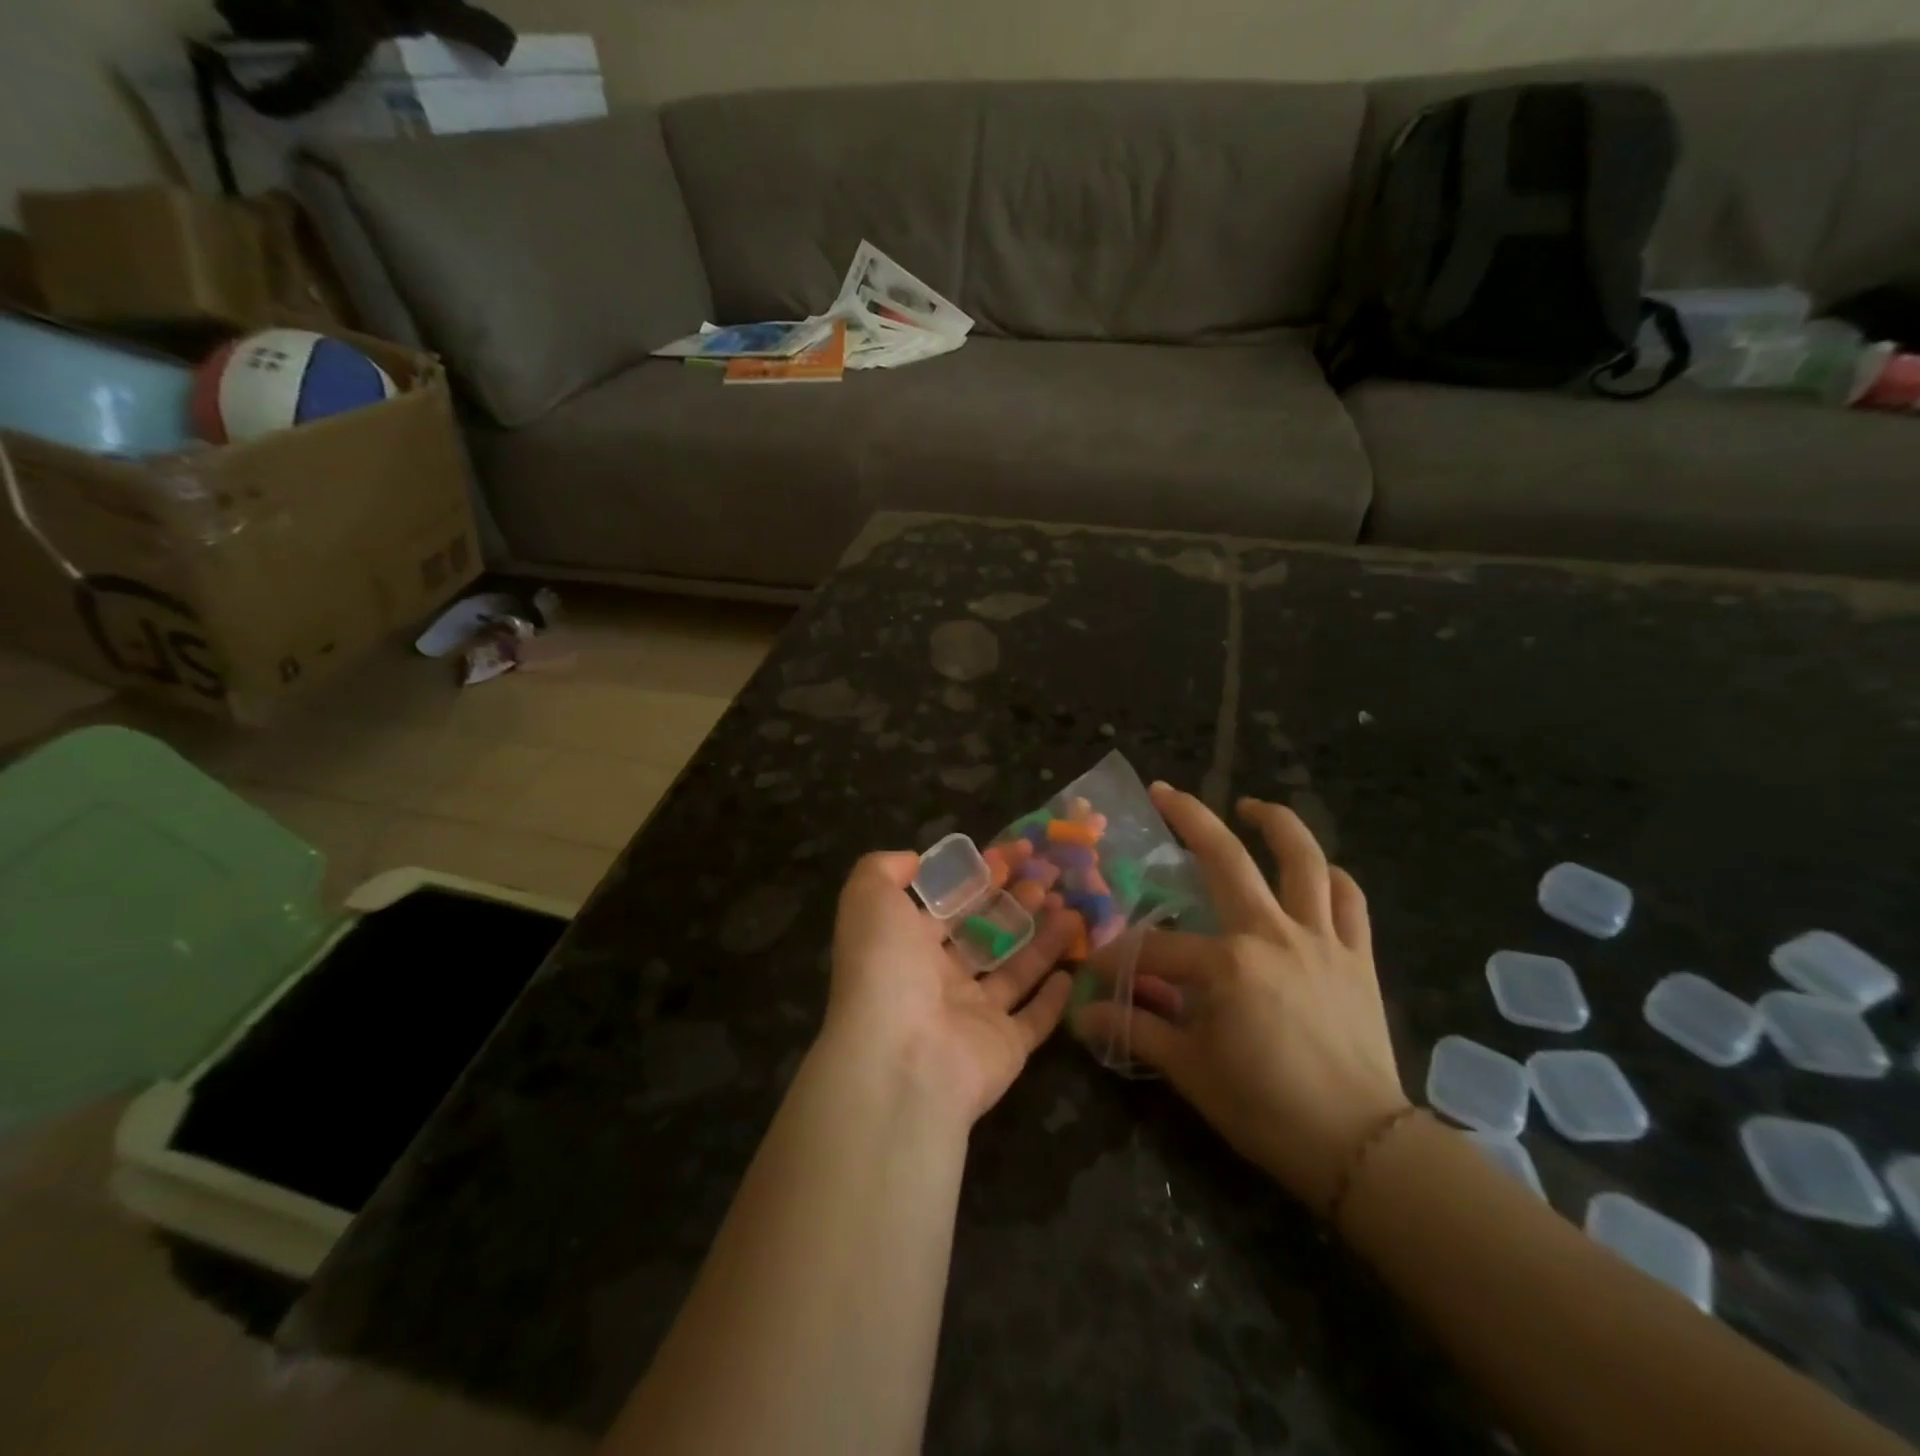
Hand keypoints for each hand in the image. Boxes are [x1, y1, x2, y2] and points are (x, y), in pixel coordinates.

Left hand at [821, 852, 1076, 1129]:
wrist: (902, 1061)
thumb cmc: (886, 970)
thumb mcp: (869, 901)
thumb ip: (883, 869)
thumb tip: (913, 860)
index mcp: (907, 947)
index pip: (951, 904)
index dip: (982, 875)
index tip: (1017, 852)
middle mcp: (939, 981)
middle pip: (986, 933)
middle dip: (1017, 902)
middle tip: (1052, 875)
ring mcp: (973, 1017)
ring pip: (1015, 970)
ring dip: (1042, 938)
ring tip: (1072, 907)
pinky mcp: (1005, 1048)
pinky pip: (1034, 1020)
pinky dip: (1053, 999)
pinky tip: (1072, 969)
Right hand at [1072, 785, 1407, 1212]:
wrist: (1361, 1147)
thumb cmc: (1267, 1108)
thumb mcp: (1191, 1071)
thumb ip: (1137, 1031)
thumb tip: (1082, 1015)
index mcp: (1227, 962)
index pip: (1156, 946)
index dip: (1122, 956)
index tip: (1100, 970)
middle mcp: (1272, 934)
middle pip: (1226, 859)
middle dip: (1190, 818)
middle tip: (1166, 791)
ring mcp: (1321, 940)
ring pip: (1303, 861)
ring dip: (1277, 824)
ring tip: (1254, 807)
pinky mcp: (1357, 957)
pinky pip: (1349, 901)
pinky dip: (1333, 879)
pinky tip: (1318, 872)